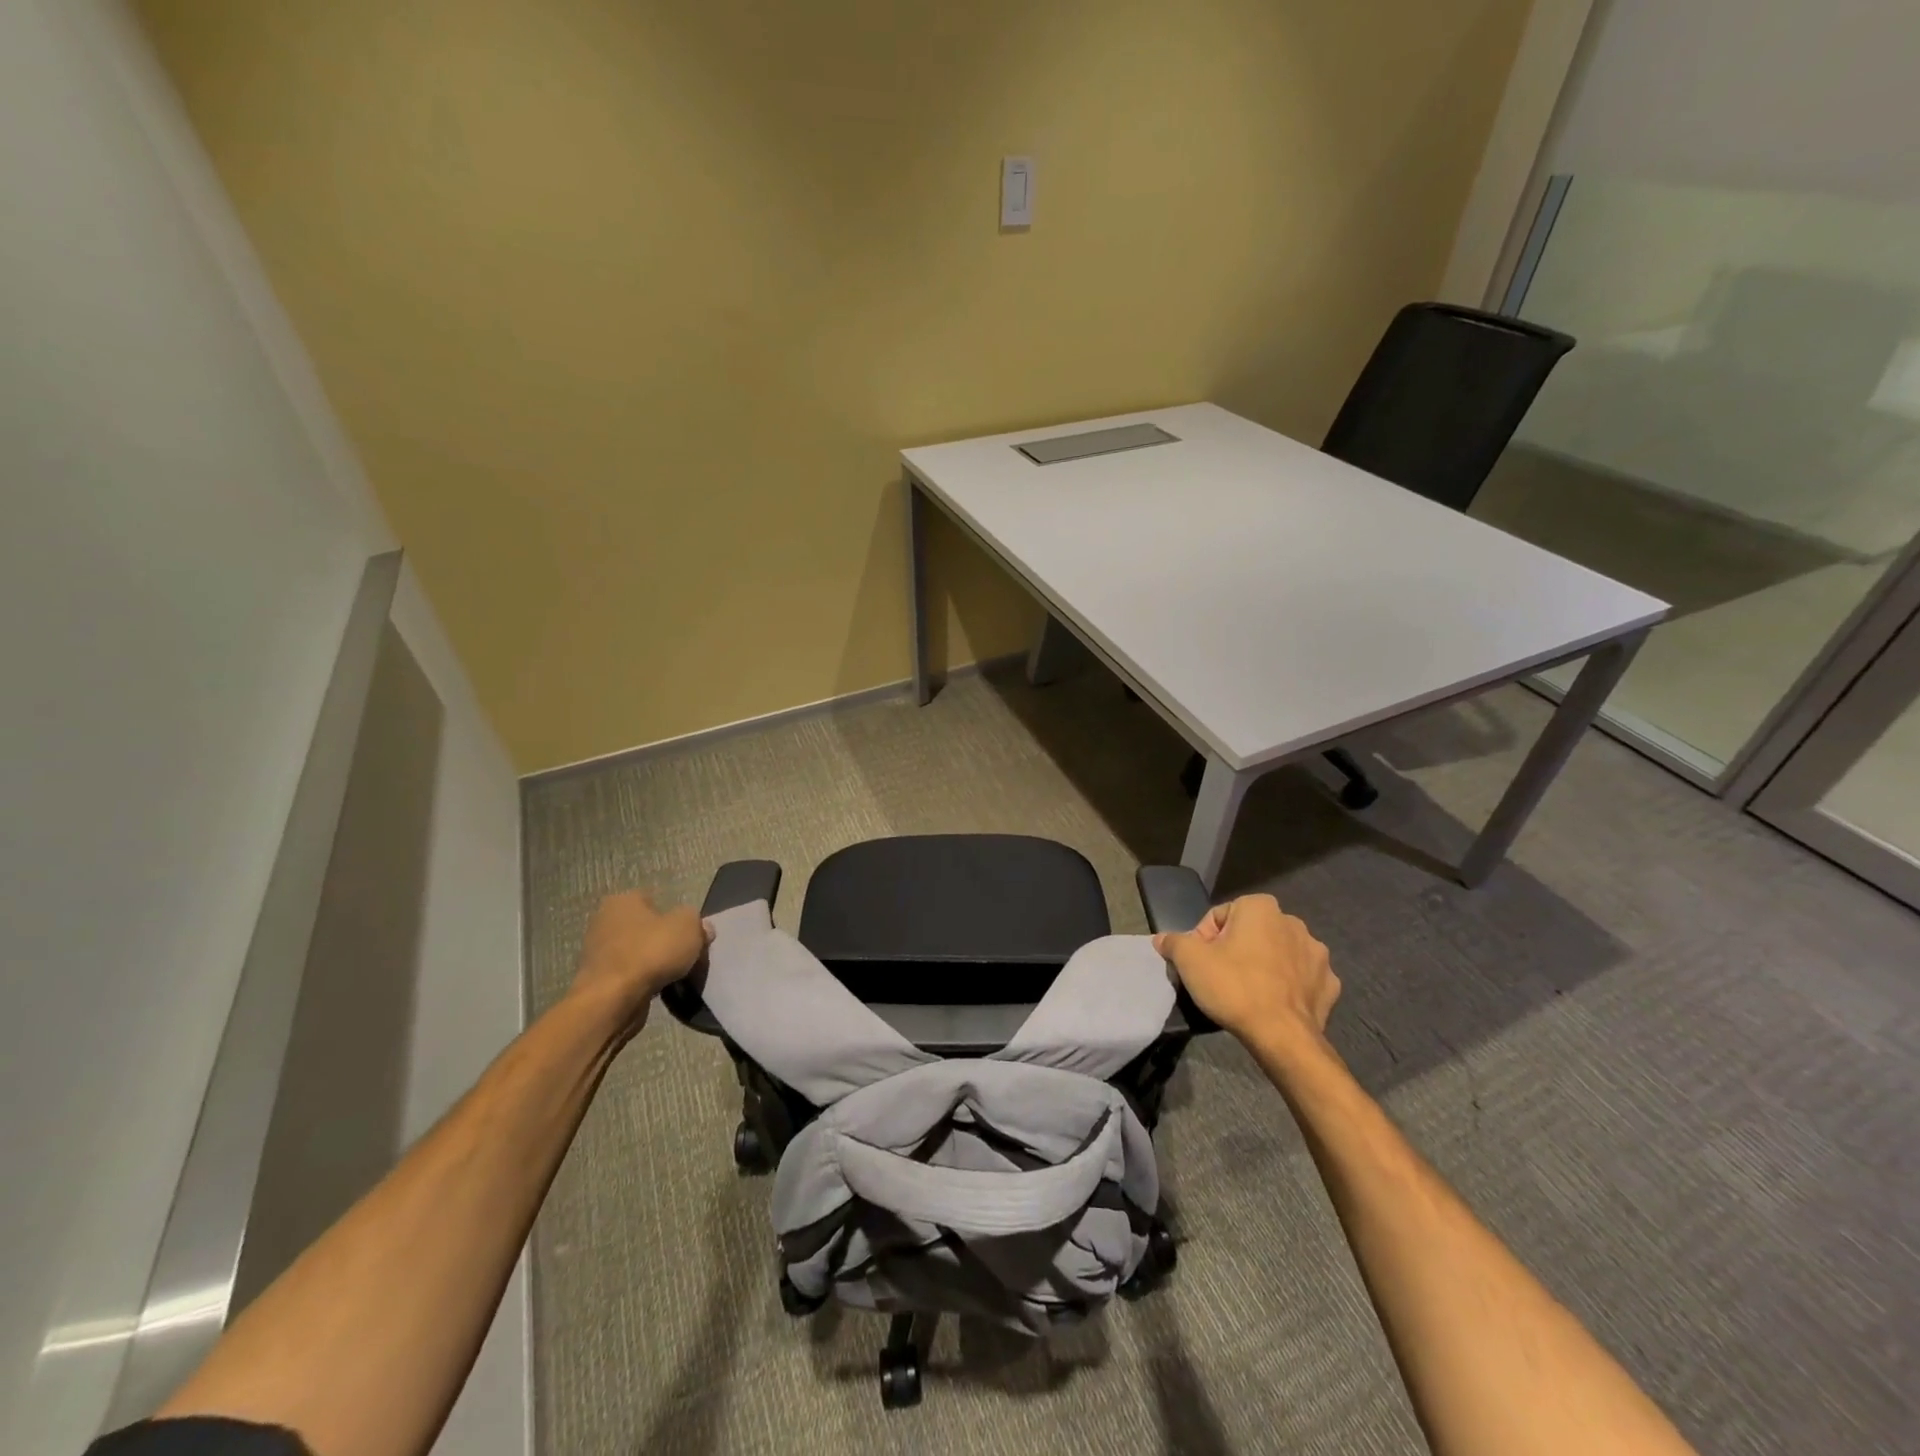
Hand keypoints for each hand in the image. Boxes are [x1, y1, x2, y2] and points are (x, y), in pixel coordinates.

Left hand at [568, 890, 710, 1036]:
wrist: (613, 1000)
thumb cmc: (651, 952)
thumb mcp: (689, 927)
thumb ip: (698, 923)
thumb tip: (702, 928)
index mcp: (622, 901)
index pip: (655, 900)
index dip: (676, 916)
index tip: (691, 934)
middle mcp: (605, 921)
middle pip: (647, 928)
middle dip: (666, 940)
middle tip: (687, 955)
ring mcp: (598, 953)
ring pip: (640, 953)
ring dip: (656, 963)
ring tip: (676, 975)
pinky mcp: (598, 980)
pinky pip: (631, 975)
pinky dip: (644, 981)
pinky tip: (659, 989)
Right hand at [1154, 894, 1339, 1054]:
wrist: (1282, 1036)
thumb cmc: (1234, 987)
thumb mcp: (1190, 961)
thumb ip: (1174, 942)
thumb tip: (1162, 939)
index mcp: (1260, 907)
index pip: (1220, 915)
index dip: (1204, 938)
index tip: (1200, 963)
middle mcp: (1293, 922)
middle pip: (1251, 932)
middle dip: (1236, 949)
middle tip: (1221, 976)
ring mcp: (1317, 954)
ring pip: (1278, 953)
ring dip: (1264, 965)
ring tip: (1248, 991)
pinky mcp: (1330, 984)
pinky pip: (1301, 978)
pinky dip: (1288, 986)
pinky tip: (1274, 1003)